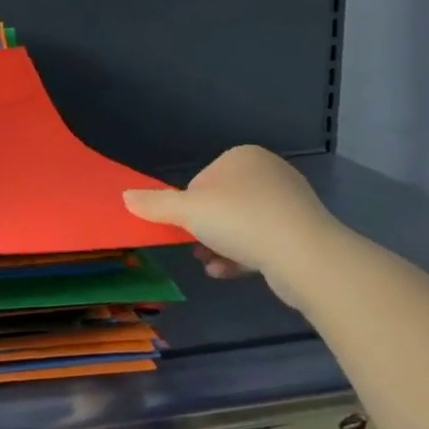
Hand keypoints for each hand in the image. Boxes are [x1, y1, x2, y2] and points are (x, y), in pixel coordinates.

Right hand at [122, 145, 336, 306]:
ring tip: (210, 264)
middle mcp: (269, 173)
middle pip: (220, 204)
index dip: (188, 206)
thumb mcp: (186, 210)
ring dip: (219, 246)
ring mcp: (290, 203)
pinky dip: (242, 256)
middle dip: (205, 230)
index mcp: (243, 157)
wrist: (304, 255)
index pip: (201, 182)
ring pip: (240, 225)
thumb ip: (154, 203)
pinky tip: (227, 272)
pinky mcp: (302, 232)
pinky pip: (262, 241)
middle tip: (196, 247)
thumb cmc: (240, 220)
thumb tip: (124, 196)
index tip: (188, 225)